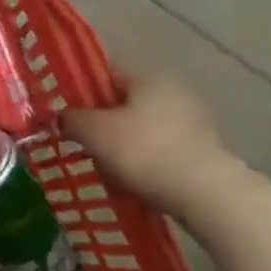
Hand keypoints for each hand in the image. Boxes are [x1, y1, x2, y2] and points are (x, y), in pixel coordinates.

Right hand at [61, 72, 239, 212]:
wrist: (204, 194)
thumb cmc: (142, 150)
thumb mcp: (92, 131)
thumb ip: (72, 118)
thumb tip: (65, 117)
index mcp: (150, 77)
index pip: (107, 76)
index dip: (83, 93)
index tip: (67, 115)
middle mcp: (176, 92)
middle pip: (126, 104)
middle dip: (105, 122)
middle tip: (84, 143)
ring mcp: (195, 122)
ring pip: (144, 128)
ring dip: (125, 143)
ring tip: (106, 167)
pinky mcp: (205, 151)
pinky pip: (162, 149)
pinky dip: (146, 160)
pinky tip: (134, 178)